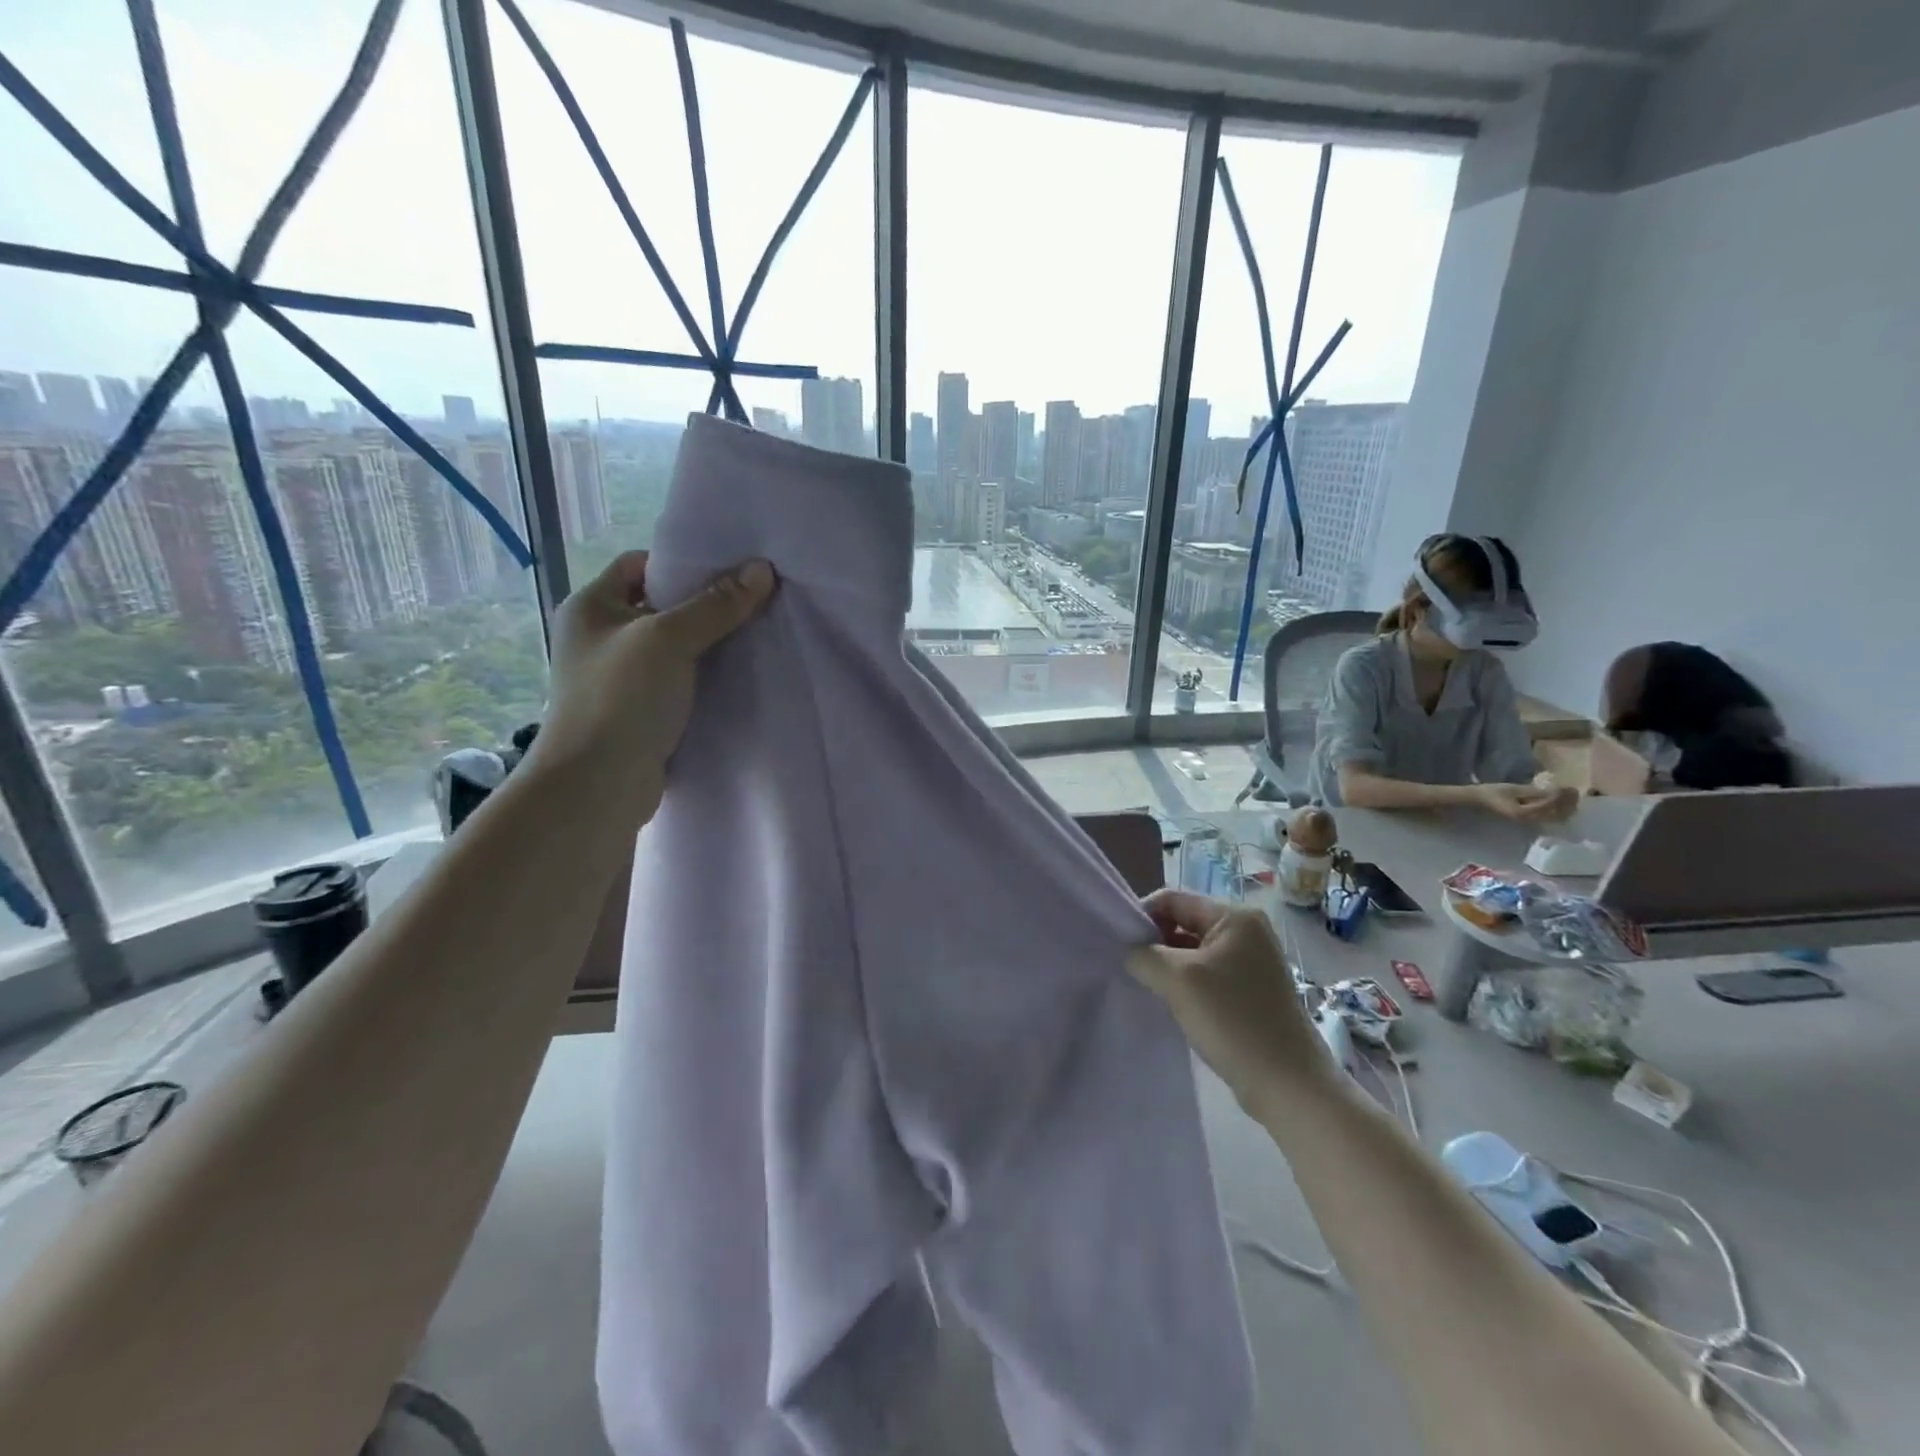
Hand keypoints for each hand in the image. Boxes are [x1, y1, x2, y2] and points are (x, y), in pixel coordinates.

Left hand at [530, 550, 774, 806]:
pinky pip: (676, 681)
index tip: (729, 571)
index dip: (682, 563)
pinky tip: (737, 676)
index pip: (639, 564)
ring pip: (672, 647)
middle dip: (704, 604)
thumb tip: (762, 569)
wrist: (598, 785)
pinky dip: (703, 677)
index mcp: (591, 606)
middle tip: (753, 601)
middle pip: (660, 605)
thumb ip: (716, 604)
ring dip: (708, 644)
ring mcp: (617, 677)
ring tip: (754, 636)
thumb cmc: (622, 698)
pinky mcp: (637, 711)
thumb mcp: (670, 640)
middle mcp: (599, 637)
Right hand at [1126, 890, 1334, 1120]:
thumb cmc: (1233, 1020)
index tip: (1118, 943)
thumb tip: (1129, 951)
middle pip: (1184, 923)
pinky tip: (1172, 1004)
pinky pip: (1207, 975)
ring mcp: (1252, 963)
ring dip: (1169, 966)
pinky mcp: (1251, 992)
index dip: (1143, 915)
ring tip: (1147, 987)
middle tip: (1130, 967)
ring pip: (1194, 952)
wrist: (1289, 1085)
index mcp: (1235, 917)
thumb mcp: (1178, 980)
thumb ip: (1144, 955)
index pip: (1174, 899)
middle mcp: (1247, 932)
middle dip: (1155, 942)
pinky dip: (1186, 984)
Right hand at [1472, 782, 1562, 821]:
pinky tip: (1562, 803)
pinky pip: (1551, 818)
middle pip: (1556, 815)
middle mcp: (1530, 820)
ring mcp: (1531, 822)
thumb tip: (1555, 791)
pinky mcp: (1531, 820)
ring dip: (1566, 808)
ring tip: (1570, 796)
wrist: (1480, 801)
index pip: (1549, 805)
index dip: (1561, 797)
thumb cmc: (1493, 793)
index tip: (1570, 787)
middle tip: (1573, 791)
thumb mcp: (1513, 789)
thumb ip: (1534, 792)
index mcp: (1523, 812)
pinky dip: (1559, 811)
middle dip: (1568, 803)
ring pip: (1556, 818)